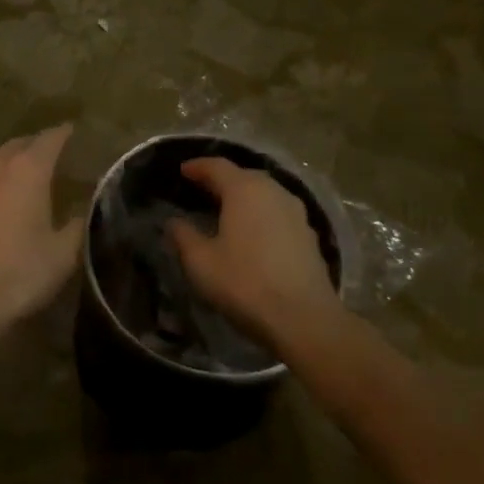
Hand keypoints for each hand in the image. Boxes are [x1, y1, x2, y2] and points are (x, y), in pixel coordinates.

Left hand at [0, 125, 83, 320]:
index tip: (74, 133)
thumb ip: (78, 224)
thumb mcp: (63, 253)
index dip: (64, 134)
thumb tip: (85, 210)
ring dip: (10, 168)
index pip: (50, 138)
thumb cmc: (20, 272)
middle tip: (52, 159)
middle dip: (36, 148)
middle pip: (19, 146)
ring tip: (24, 183)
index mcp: (27, 169)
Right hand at [167, 158, 337, 342]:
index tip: (182, 171)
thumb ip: (183, 236)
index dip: (198, 166)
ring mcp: (296, 213)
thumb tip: (174, 222)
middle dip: (222, 179)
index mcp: (245, 190)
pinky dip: (262, 215)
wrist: (303, 318)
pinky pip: (279, 213)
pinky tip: (253, 233)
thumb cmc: (244, 283)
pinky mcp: (309, 235)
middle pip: (245, 176)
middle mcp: (274, 192)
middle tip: (202, 189)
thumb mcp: (200, 262)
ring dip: (245, 197)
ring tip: (227, 210)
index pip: (218, 166)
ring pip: (265, 194)